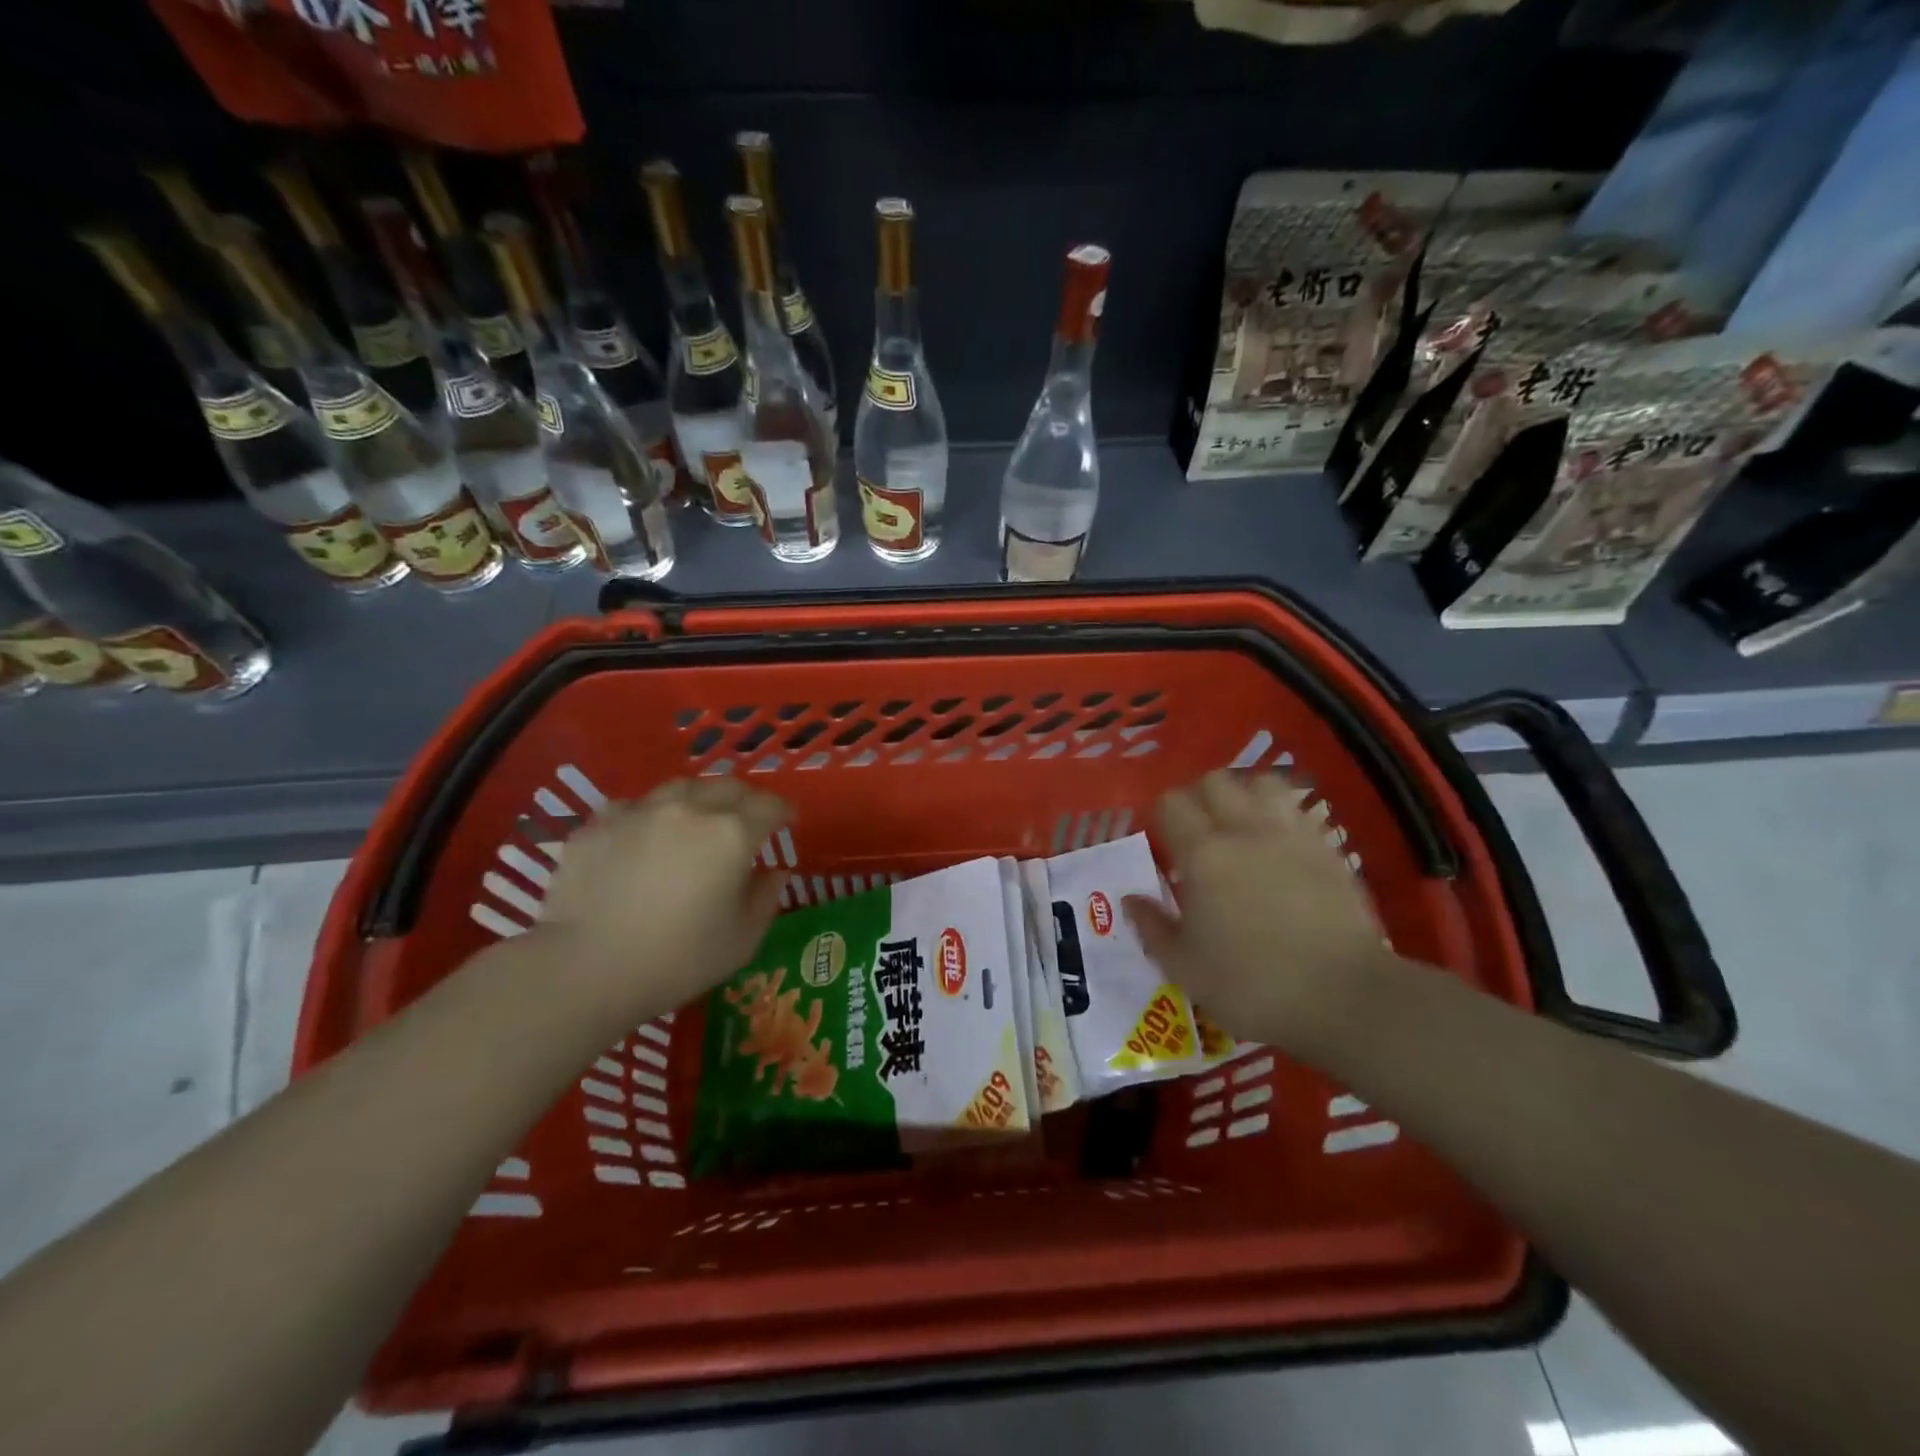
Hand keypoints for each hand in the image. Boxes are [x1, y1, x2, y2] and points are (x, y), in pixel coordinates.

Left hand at [533, 778, 790, 1024]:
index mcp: (732, 834)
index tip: (788, 822)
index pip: (770, 806)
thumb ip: (765, 899)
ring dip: (698, 800)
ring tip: (695, 822)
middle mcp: (689, 809)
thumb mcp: (742, 941)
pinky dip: (647, 816)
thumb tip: (773, 873)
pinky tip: (642, 838)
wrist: (584, 970)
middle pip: (728, 787)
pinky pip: (632, 807)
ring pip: (680, 788)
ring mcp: (639, 812)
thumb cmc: (677, 960)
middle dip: (745, 800)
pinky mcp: (597, 825)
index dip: (783, 811)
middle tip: (747, 821)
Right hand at [1124, 770, 1394, 1053]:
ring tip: (1240, 826)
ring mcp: (1291, 835)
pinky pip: (1298, 809)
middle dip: (1199, 798)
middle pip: (1214, 781)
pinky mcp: (1327, 848)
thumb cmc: (1252, 986)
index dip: (1161, 816)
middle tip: (1197, 832)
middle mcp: (1244, 831)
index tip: (1162, 843)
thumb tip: (1131, 898)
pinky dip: (1281, 815)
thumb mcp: (1185, 968)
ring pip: (1262, 782)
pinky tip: (1279, 844)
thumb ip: (1152, 927)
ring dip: (1245, 795)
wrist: (1344, 998)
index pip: (1171, 803)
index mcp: (1202, 855)